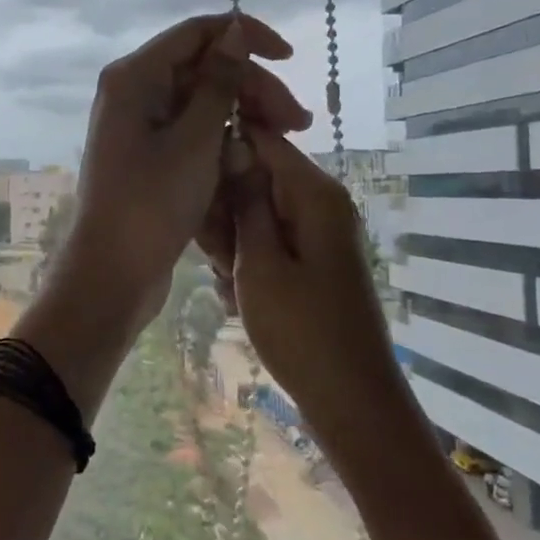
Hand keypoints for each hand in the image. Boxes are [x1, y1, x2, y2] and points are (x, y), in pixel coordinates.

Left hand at [59, 13, 309, 329]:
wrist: (112, 273)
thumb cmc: (152, 204)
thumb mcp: (195, 140)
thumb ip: (219, 82)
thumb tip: (234, 30)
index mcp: (134, 77)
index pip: (197, 33)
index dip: (245, 37)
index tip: (288, 58)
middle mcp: (133, 92)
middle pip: (203, 69)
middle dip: (252, 88)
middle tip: (298, 122)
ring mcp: (139, 125)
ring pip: (201, 102)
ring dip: (242, 115)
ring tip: (285, 140)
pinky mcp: (149, 155)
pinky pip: (192, 131)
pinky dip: (222, 139)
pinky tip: (250, 158)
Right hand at [206, 132, 394, 434]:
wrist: (349, 400)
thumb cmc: (301, 330)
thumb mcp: (259, 263)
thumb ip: (245, 201)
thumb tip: (234, 142)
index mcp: (314, 193)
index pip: (262, 139)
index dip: (222, 150)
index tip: (190, 182)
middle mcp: (319, 204)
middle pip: (257, 178)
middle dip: (225, 209)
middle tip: (213, 253)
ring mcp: (317, 234)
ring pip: (256, 215)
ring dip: (232, 242)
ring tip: (227, 281)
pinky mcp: (311, 262)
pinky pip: (268, 243)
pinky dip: (248, 265)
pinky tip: (239, 297)